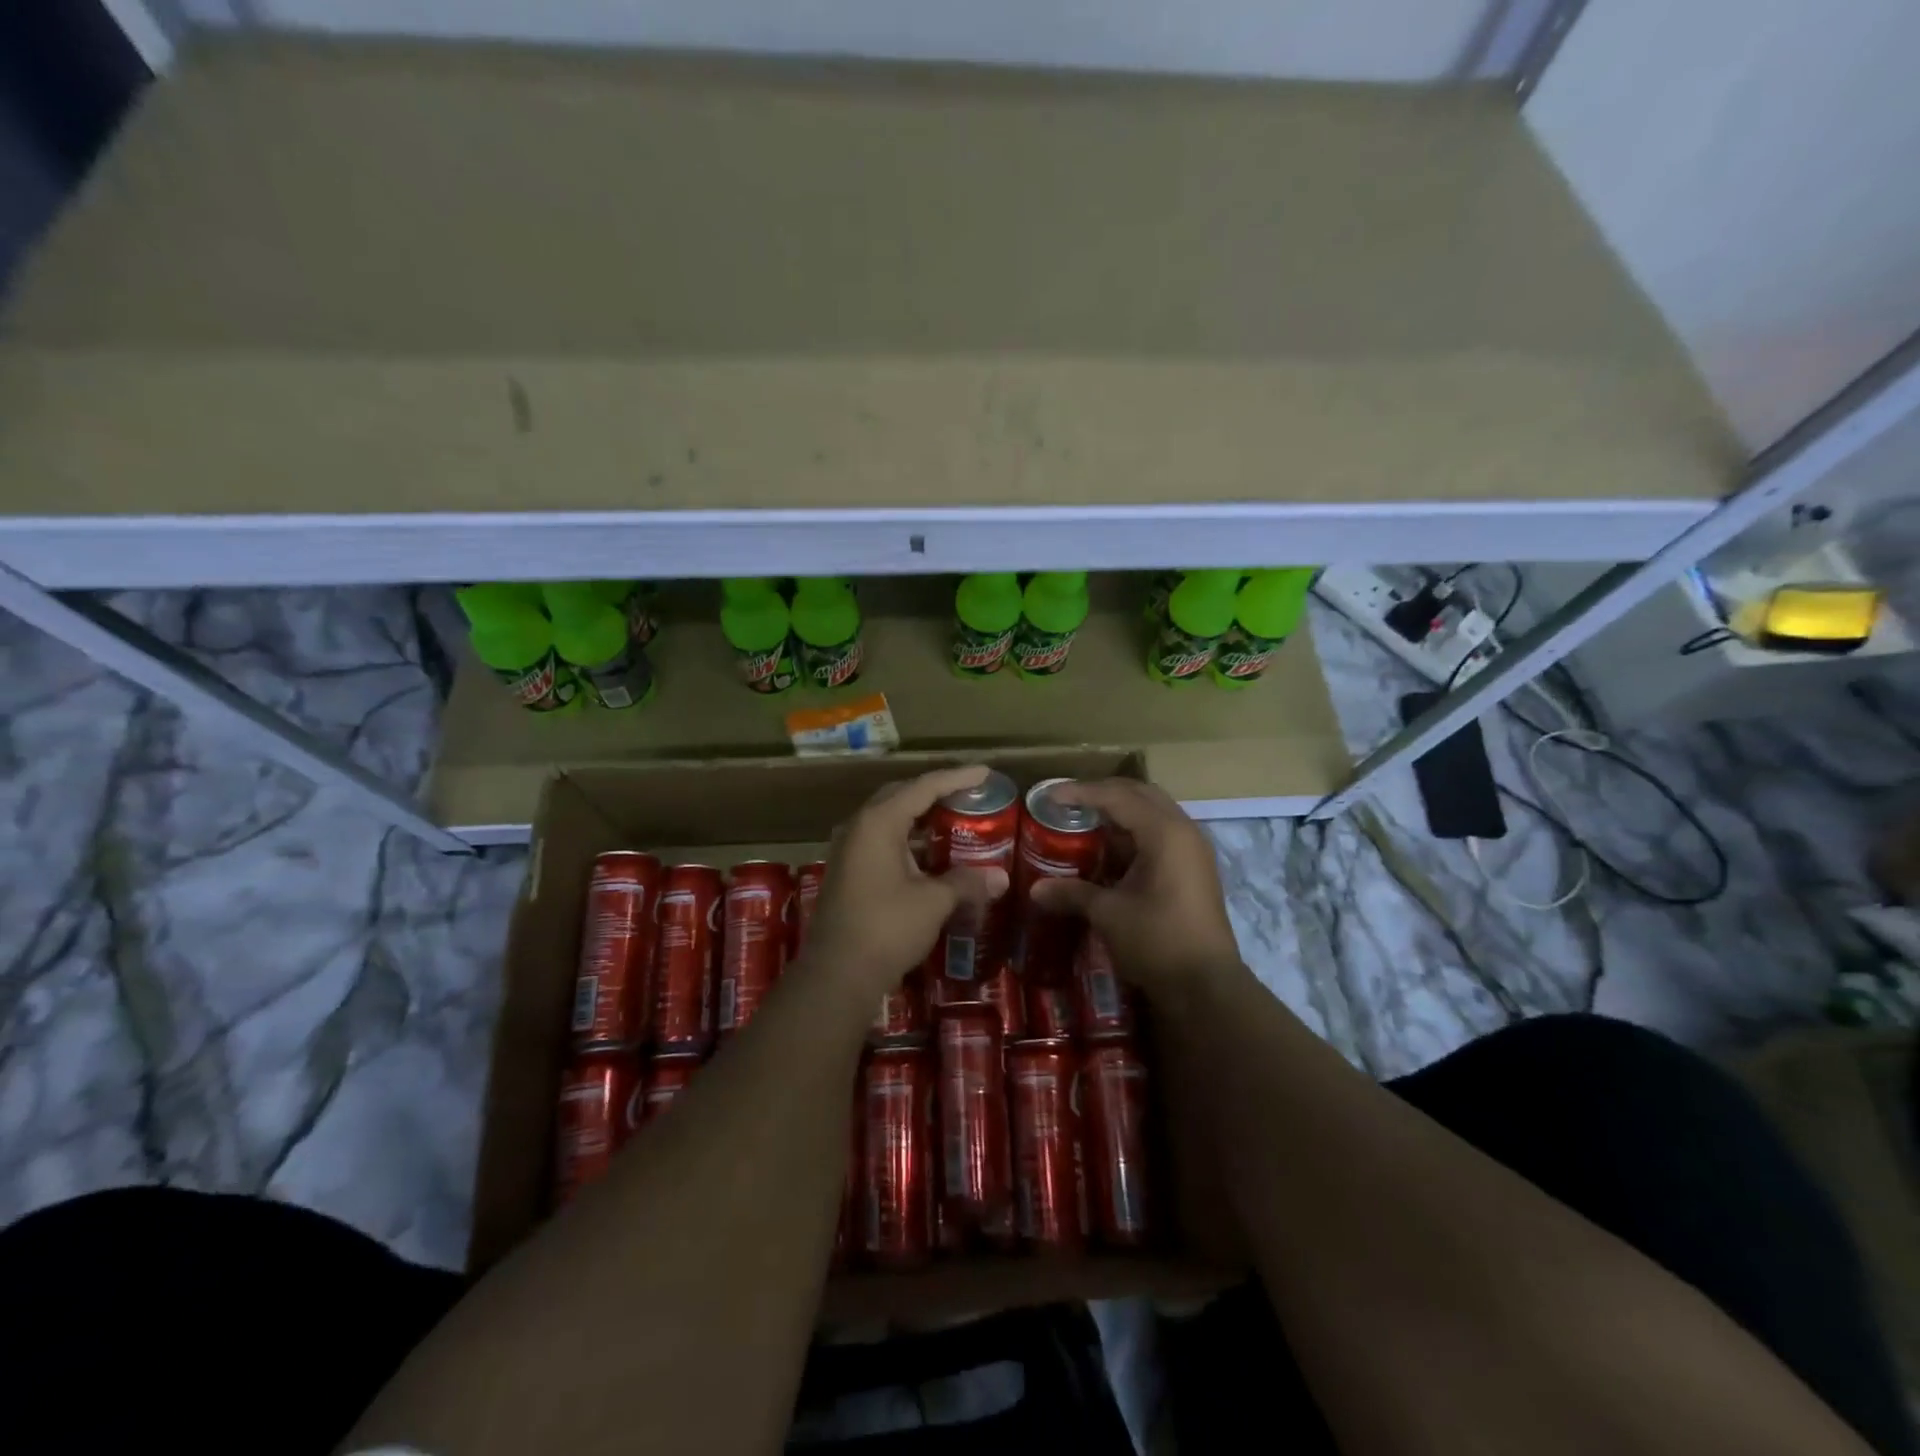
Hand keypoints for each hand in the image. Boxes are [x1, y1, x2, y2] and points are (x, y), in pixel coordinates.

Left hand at [802, 764, 1009, 997]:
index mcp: (878, 822)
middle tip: (967, 794)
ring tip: (954, 821)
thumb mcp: (933, 902)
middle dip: (934, 792)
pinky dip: (908, 842)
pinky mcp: (848, 873)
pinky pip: (882, 843)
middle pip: (901, 797)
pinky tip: (931, 856)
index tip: (984, 772)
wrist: (837, 975)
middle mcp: (859, 828)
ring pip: (889, 821)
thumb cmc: (886, 928)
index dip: (956, 778)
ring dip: (920, 819)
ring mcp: (849, 851)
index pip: (923, 787)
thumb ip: (966, 882)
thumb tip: (1000, 878)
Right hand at [1028, 778, 1242, 994]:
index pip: (1118, 797)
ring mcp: (1193, 850)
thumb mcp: (1109, 914)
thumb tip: (1035, 889)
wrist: (1206, 987)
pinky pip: (1160, 834)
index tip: (1049, 795)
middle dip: (1103, 793)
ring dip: (1120, 812)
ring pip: (1153, 813)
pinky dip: (1133, 832)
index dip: (1081, 793)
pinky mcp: (1194, 869)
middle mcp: (1183, 831)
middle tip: (1069, 801)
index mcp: (1165, 832)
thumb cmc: (1157, 941)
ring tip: (1085, 821)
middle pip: (1140, 794)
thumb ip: (1072, 893)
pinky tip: (1109, 850)